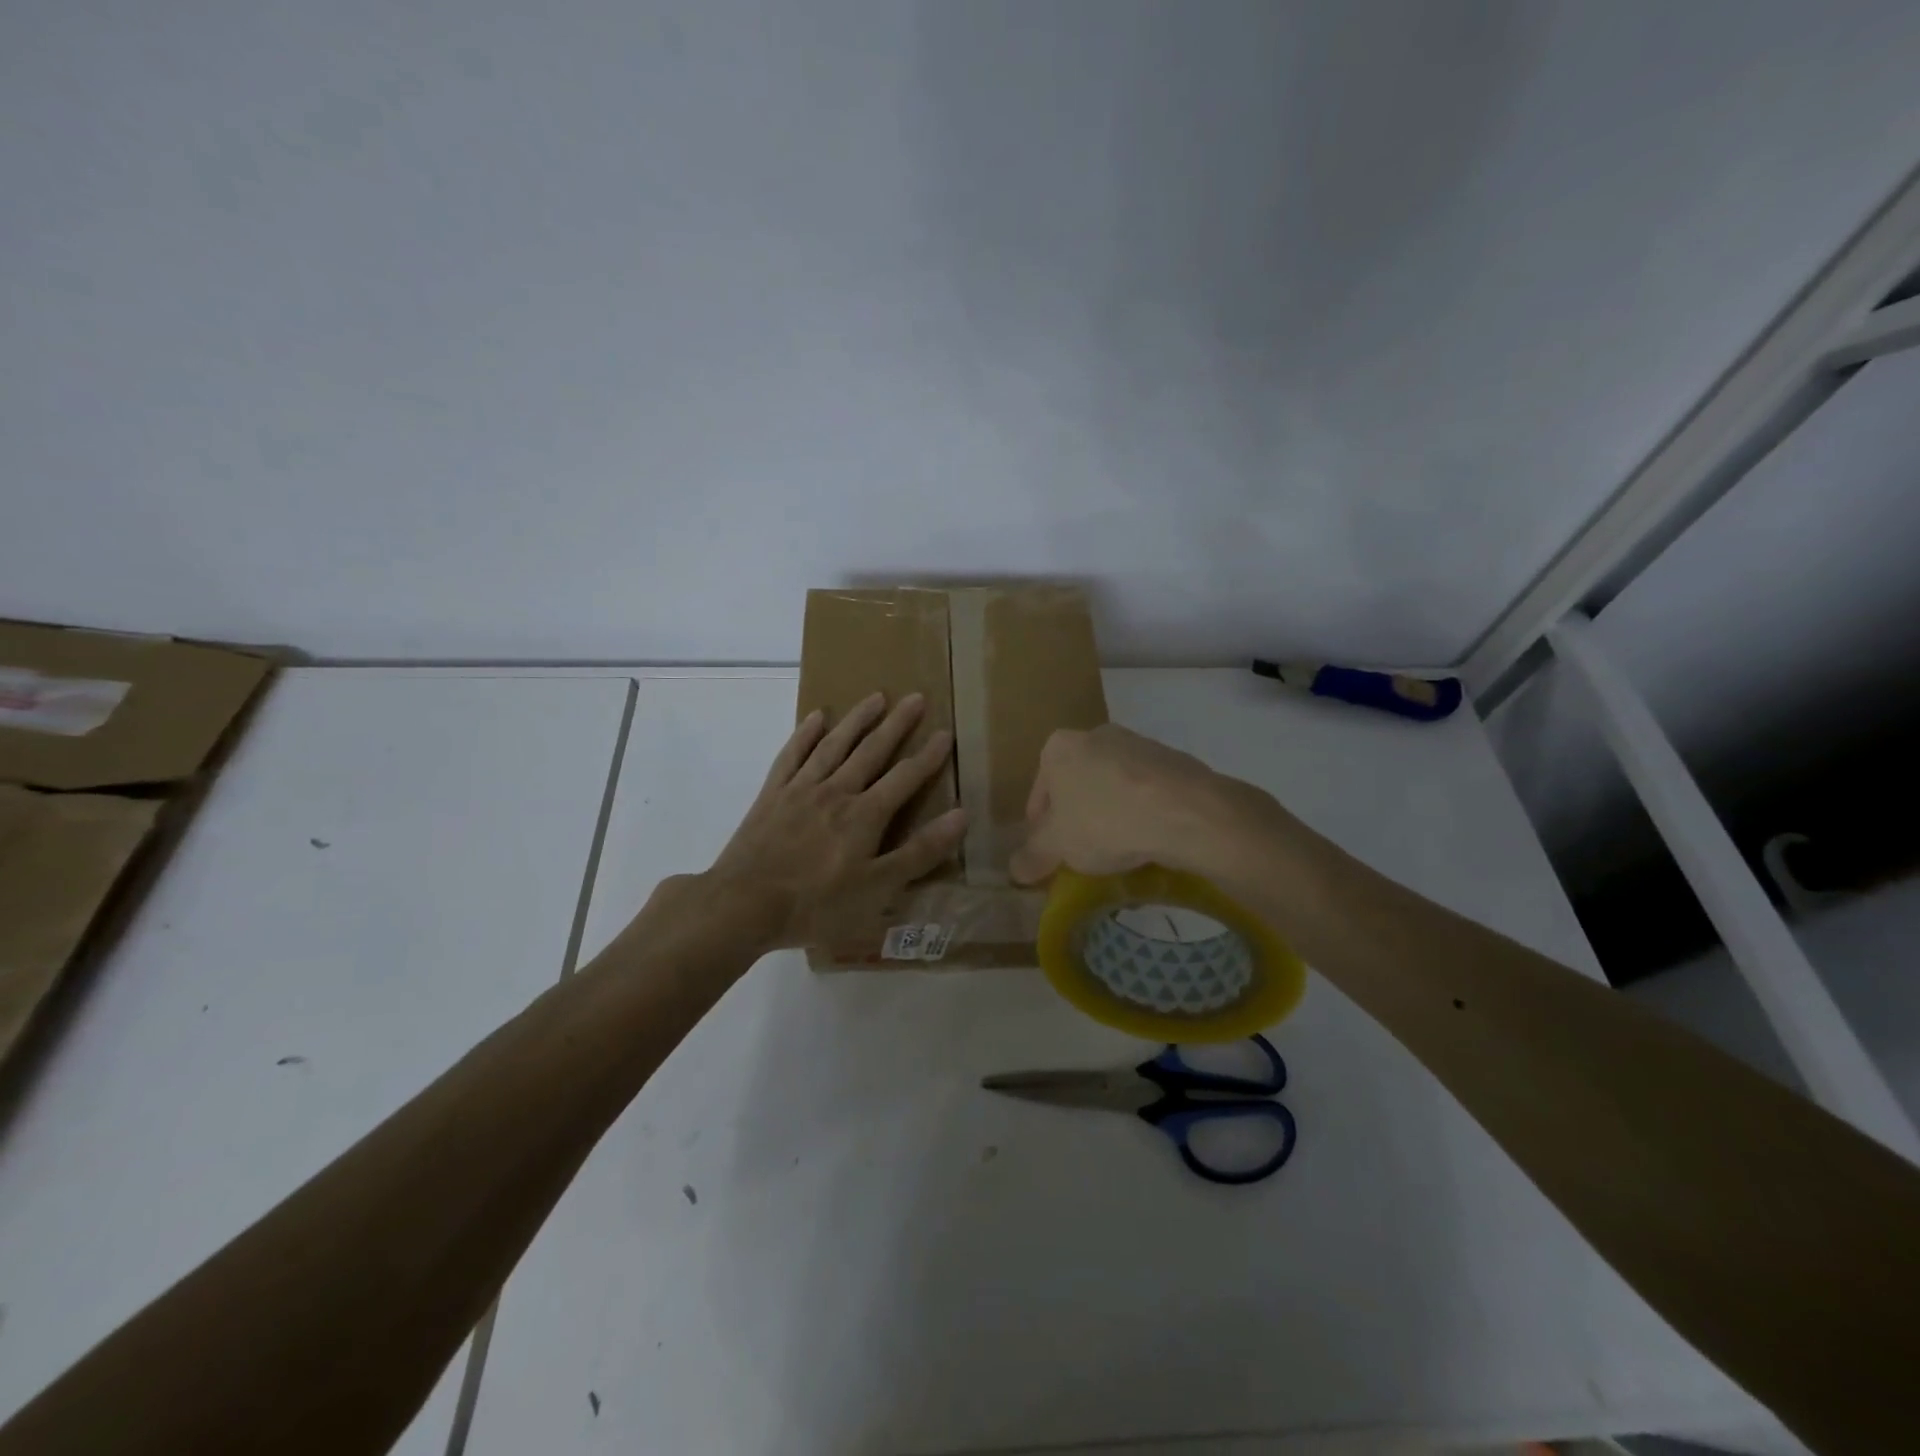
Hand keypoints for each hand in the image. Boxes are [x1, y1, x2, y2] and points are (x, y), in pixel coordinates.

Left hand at [701, 692, 965, 948]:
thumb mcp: (877, 889)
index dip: (928, 756)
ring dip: (857, 719)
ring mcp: (801, 789)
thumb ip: (919, 852)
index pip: (905, 778)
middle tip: (915, 698)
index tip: (945, 733)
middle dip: (897, 725)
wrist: (743, 905)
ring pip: (834, 745)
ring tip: (875, 697)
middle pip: (871, 751)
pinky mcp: (771, 795)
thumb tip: (961, 816)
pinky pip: (792, 755)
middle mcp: (836, 791)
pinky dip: (805, 734)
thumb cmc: (816, 905)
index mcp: (865, 815)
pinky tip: (816, 717)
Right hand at [1008, 724, 1267, 884]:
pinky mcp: (1173, 759)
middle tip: (1081, 851)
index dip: (1040, 826)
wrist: (1186, 811)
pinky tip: (1148, 838)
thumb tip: (1014, 870)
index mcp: (1059, 747)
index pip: (1039, 791)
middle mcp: (1096, 734)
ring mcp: (1137, 743)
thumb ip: (1032, 856)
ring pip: (1112, 785)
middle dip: (1076, 815)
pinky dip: (1142, 811)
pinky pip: (1145, 790)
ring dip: (1110, 812)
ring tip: (1118, 849)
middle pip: (1076, 784)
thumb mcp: (1058, 846)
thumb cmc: (1105, 821)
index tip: (1050, 851)